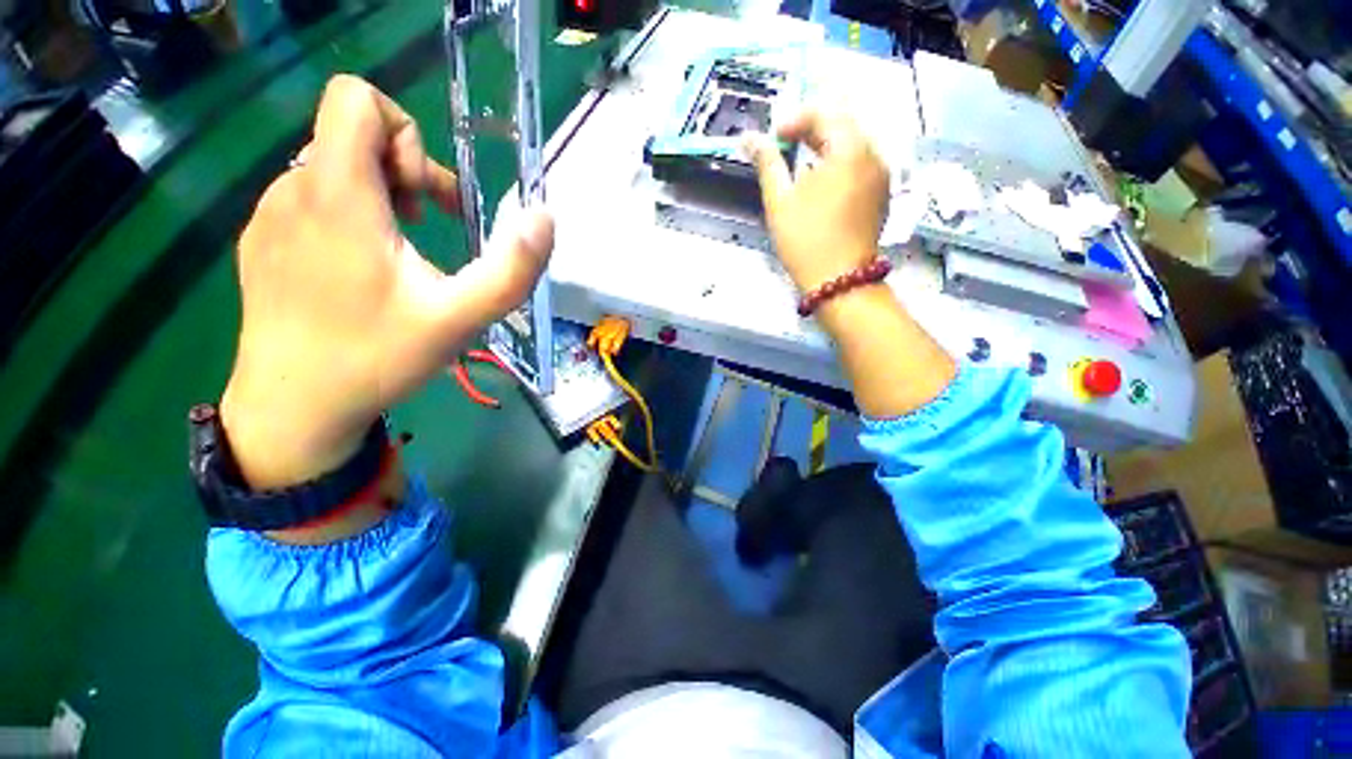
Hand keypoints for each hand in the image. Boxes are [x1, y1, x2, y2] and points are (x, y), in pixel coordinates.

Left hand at [220, 75, 553, 490]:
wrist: (293, 408)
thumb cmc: (378, 357)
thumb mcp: (462, 318)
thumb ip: (512, 268)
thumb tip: (544, 218)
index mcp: (339, 195)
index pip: (356, 98)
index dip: (405, 133)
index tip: (423, 197)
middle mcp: (293, 188)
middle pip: (351, 133)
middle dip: (403, 171)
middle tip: (424, 228)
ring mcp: (269, 215)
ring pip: (332, 168)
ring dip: (378, 196)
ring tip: (398, 257)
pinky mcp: (261, 241)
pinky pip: (310, 199)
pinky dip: (348, 217)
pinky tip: (360, 272)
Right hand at [747, 110, 953, 417]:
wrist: (838, 282)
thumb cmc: (806, 241)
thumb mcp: (780, 200)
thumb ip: (767, 163)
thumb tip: (749, 138)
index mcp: (851, 150)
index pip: (825, 113)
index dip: (795, 119)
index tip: (772, 137)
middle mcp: (874, 156)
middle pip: (842, 127)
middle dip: (810, 132)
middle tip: (782, 148)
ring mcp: (881, 177)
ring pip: (852, 147)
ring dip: (823, 149)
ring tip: (796, 167)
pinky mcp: (880, 196)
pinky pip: (859, 167)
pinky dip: (837, 167)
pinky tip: (818, 186)